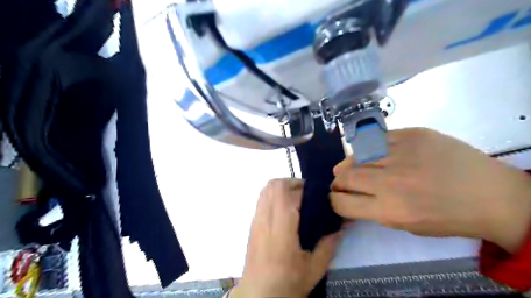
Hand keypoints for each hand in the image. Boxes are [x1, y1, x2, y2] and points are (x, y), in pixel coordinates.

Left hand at [230, 179, 342, 297]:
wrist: (258, 295)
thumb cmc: (286, 283)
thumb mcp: (314, 269)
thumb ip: (329, 245)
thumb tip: (342, 227)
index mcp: (281, 229)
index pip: (288, 194)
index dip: (304, 188)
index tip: (317, 194)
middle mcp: (265, 219)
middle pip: (274, 185)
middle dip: (293, 183)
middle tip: (308, 194)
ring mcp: (256, 220)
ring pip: (266, 189)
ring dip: (282, 187)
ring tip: (297, 199)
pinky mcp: (252, 224)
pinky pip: (262, 199)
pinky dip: (274, 195)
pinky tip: (285, 209)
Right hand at [331, 129, 530, 253]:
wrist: (491, 194)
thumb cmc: (447, 217)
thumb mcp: (406, 225)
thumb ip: (373, 210)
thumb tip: (349, 196)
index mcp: (390, 210)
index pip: (342, 203)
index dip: (334, 200)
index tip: (336, 196)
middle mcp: (391, 181)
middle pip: (345, 176)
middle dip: (338, 181)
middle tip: (341, 181)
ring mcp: (402, 154)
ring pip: (356, 156)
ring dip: (349, 163)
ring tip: (352, 166)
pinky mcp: (412, 135)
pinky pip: (376, 139)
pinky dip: (368, 148)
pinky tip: (371, 152)